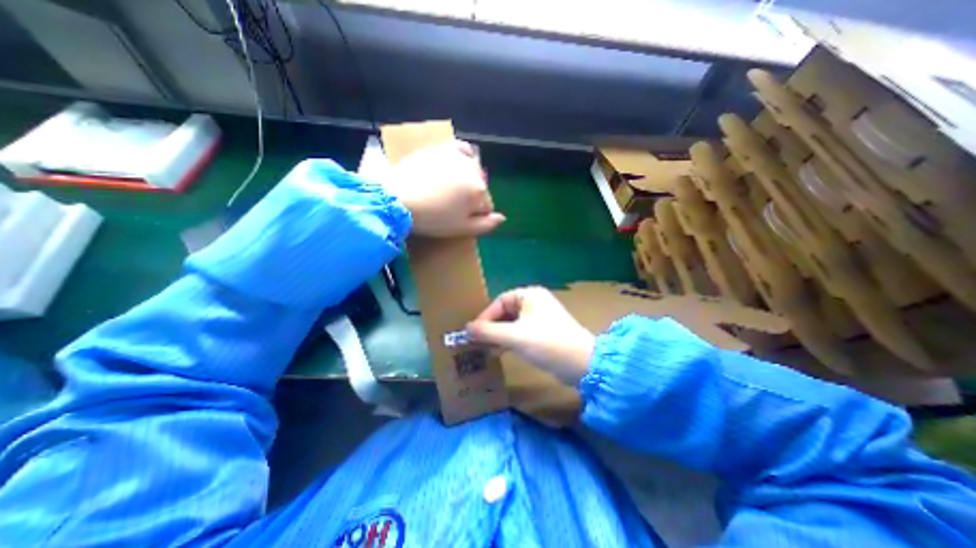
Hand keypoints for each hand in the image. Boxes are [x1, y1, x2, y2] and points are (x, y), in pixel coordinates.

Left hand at [382, 140, 501, 235]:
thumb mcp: (462, 229)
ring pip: (471, 171)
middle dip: (471, 198)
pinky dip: (463, 156)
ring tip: (450, 190)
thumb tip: (502, 217)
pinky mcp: (442, 149)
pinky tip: (458, 164)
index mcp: (479, 191)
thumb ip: (486, 225)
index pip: (486, 206)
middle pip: (479, 188)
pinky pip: (461, 149)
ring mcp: (457, 157)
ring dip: (466, 180)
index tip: (461, 220)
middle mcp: (474, 170)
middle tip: (452, 206)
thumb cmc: (433, 218)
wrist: (398, 199)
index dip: (476, 216)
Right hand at [463, 287, 595, 384]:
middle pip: (505, 312)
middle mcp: (535, 303)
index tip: (473, 332)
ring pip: (512, 323)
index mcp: (529, 295)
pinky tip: (499, 351)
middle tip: (478, 341)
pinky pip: (520, 332)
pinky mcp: (543, 332)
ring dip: (498, 335)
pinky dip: (509, 340)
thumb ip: (488, 332)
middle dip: (491, 327)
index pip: (500, 301)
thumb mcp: (514, 336)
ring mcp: (540, 317)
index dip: (485, 316)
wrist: (582, 363)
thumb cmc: (546, 343)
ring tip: (485, 348)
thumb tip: (466, 329)